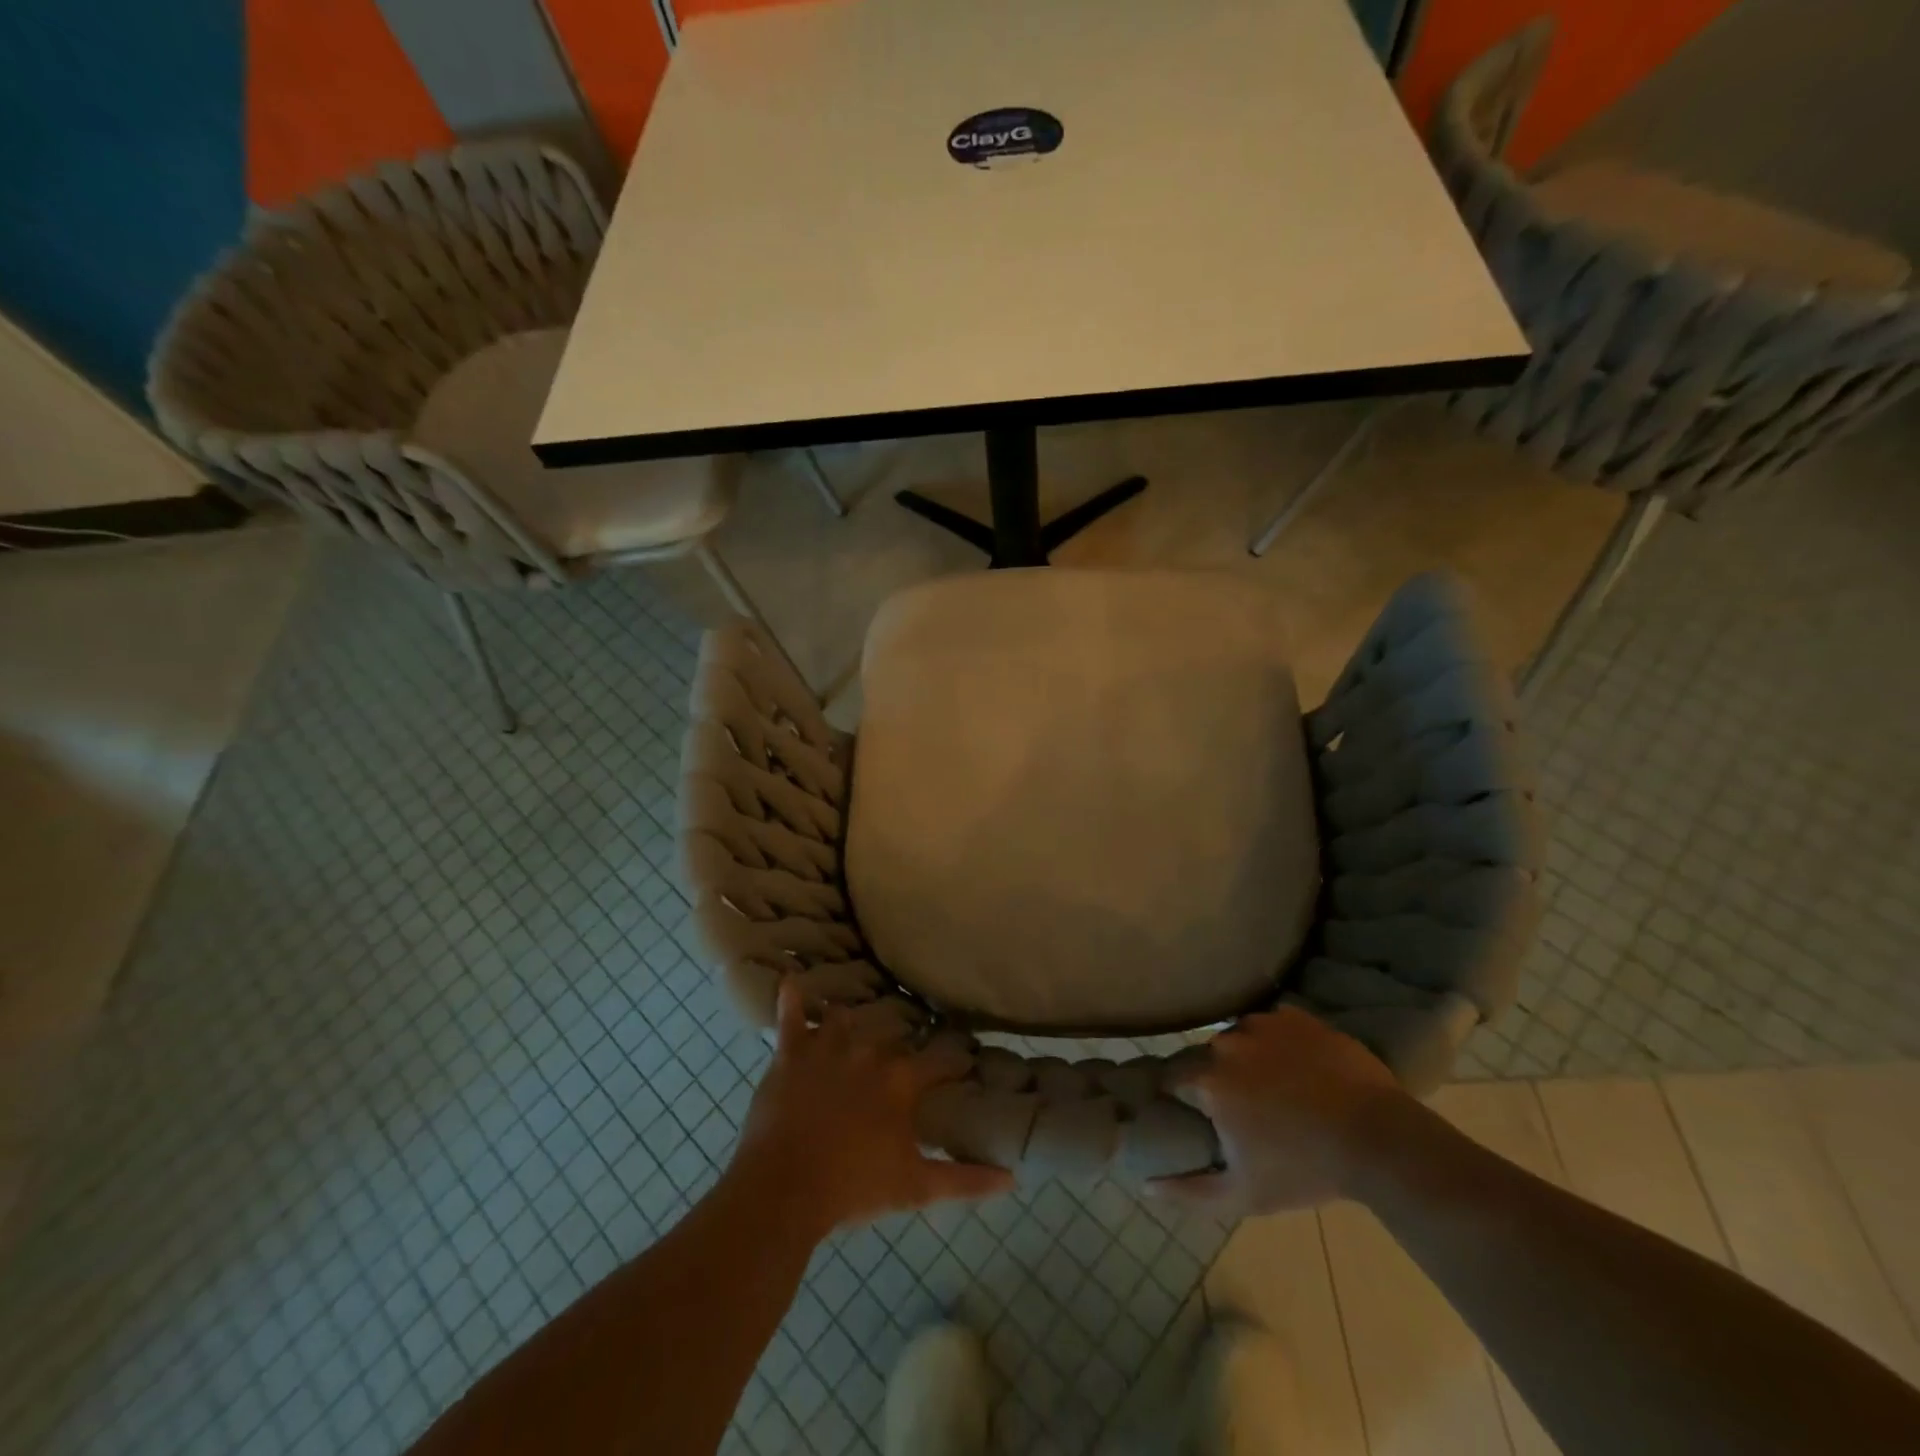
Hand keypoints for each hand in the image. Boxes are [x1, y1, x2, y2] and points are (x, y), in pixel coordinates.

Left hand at [727, 982, 1013, 1236]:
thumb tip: (1013, 1178)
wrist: (783, 1191)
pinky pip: (790, 1014)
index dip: (955, 1059)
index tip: (965, 1058)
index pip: (942, 1059)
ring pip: (846, 1019)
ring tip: (854, 1028)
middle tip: (901, 1056)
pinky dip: (791, 998)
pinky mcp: (791, 1052)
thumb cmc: (853, 1189)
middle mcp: (870, 1050)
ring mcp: (828, 1046)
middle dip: (901, 1043)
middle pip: (893, 1035)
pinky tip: (790, 982)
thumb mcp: (916, 1189)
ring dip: (852, 1023)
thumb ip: (966, 1180)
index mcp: (902, 1079)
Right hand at [1149, 1006, 1409, 1214]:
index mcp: (1209, 1080)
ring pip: (1240, 1037)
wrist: (1380, 1141)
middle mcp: (1227, 1043)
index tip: (1197, 1115)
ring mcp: (1264, 1024)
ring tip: (1277, 1087)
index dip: (1182, 1097)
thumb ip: (1188, 1191)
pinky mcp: (1297, 1017)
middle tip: (1246, 1108)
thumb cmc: (1305, 1170)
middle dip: (1219, 1079)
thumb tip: (1145, 1184)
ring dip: (1248, 1058)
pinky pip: (1273, 1025)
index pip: (1174, 1078)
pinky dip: (1278, 1042)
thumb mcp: (1243, 1195)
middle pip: (1209, 1057)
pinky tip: (1299, 1067)